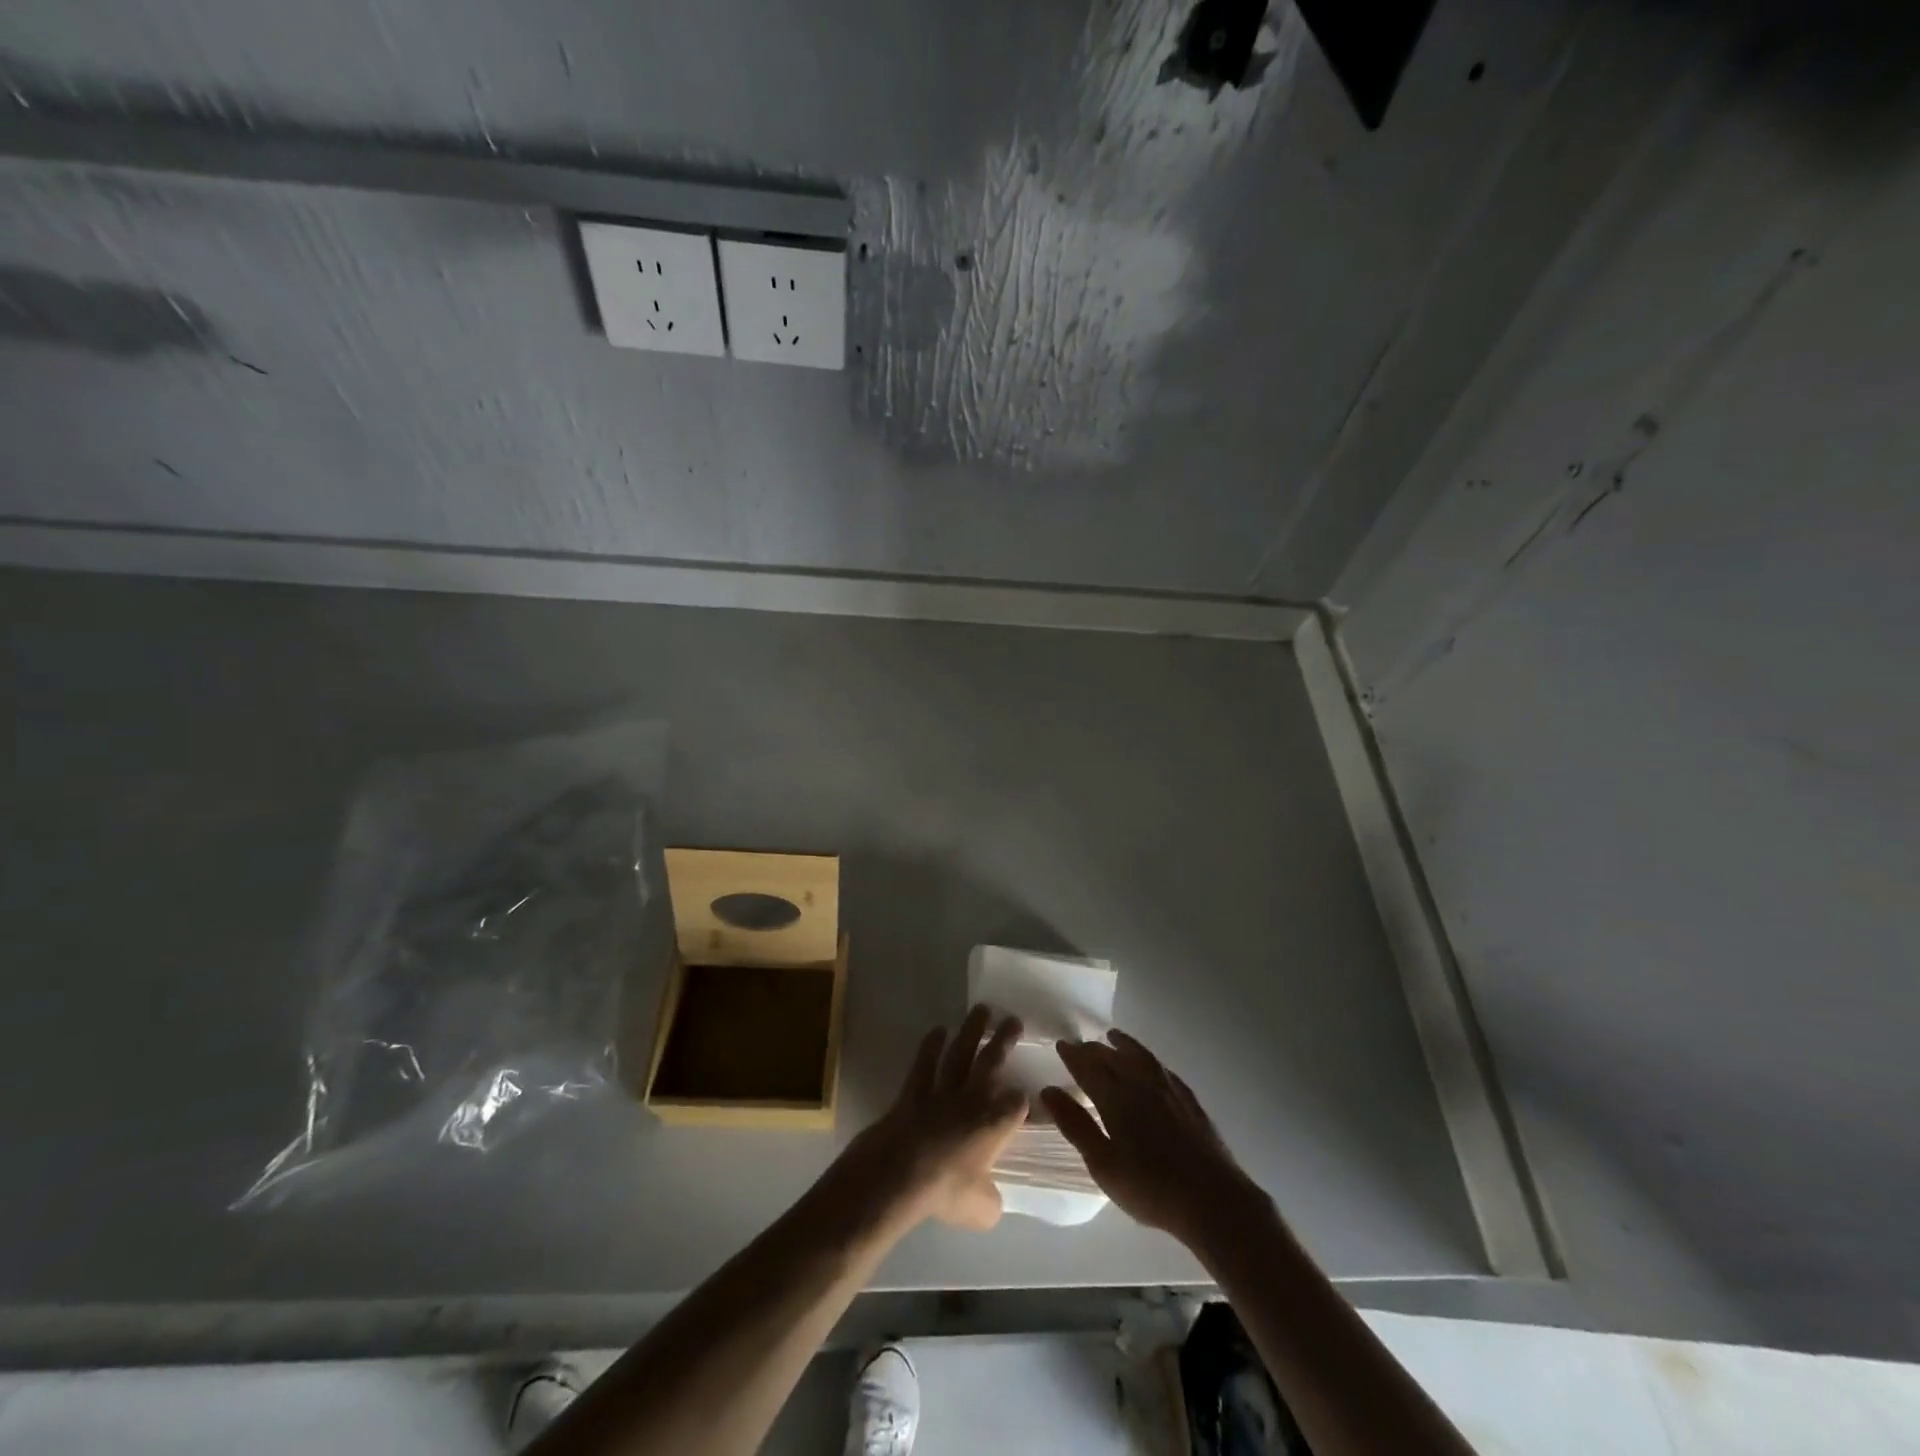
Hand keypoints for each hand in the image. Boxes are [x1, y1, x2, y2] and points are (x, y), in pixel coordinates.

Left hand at [835, 1005, 1027, 1231]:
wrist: (898, 1175)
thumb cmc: (943, 1192)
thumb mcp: (979, 1210)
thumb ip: (990, 1200)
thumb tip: (992, 1200)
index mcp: (995, 1124)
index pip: (1017, 1103)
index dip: (1022, 1102)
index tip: (1024, 1102)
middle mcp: (972, 1098)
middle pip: (993, 1060)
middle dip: (1005, 1039)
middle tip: (1014, 1019)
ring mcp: (942, 1089)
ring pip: (961, 1052)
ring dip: (972, 1030)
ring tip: (982, 1009)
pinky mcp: (915, 1089)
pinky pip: (925, 1061)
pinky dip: (931, 1044)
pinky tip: (938, 1029)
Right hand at [1043, 1030, 1265, 1248]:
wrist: (1213, 1200)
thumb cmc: (1150, 1188)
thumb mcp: (1103, 1164)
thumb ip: (1076, 1125)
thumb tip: (1048, 1090)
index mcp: (1116, 1098)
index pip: (1089, 1068)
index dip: (1074, 1056)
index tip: (1062, 1044)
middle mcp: (1141, 1085)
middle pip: (1113, 1058)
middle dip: (1095, 1049)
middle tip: (1082, 1045)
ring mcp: (1169, 1091)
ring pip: (1141, 1058)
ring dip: (1125, 1045)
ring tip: (1114, 1037)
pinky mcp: (1190, 1102)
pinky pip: (1164, 1070)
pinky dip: (1151, 1061)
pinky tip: (1152, 1065)